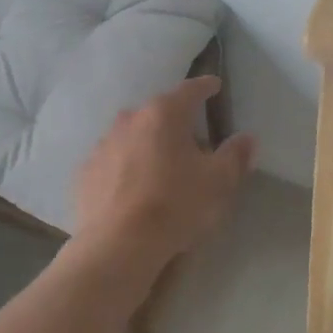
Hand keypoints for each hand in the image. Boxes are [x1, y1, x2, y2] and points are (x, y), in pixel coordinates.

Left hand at [72, 75, 255, 279]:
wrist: (117, 246)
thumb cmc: (175, 205)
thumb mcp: (218, 182)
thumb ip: (235, 156)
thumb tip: (247, 138)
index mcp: (164, 114)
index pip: (190, 89)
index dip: (206, 87)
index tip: (215, 86)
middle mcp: (130, 119)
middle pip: (159, 113)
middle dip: (176, 122)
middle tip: (193, 143)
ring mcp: (103, 144)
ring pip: (134, 136)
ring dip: (149, 145)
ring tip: (162, 170)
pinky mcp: (86, 171)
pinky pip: (113, 161)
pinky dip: (126, 168)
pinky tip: (134, 190)